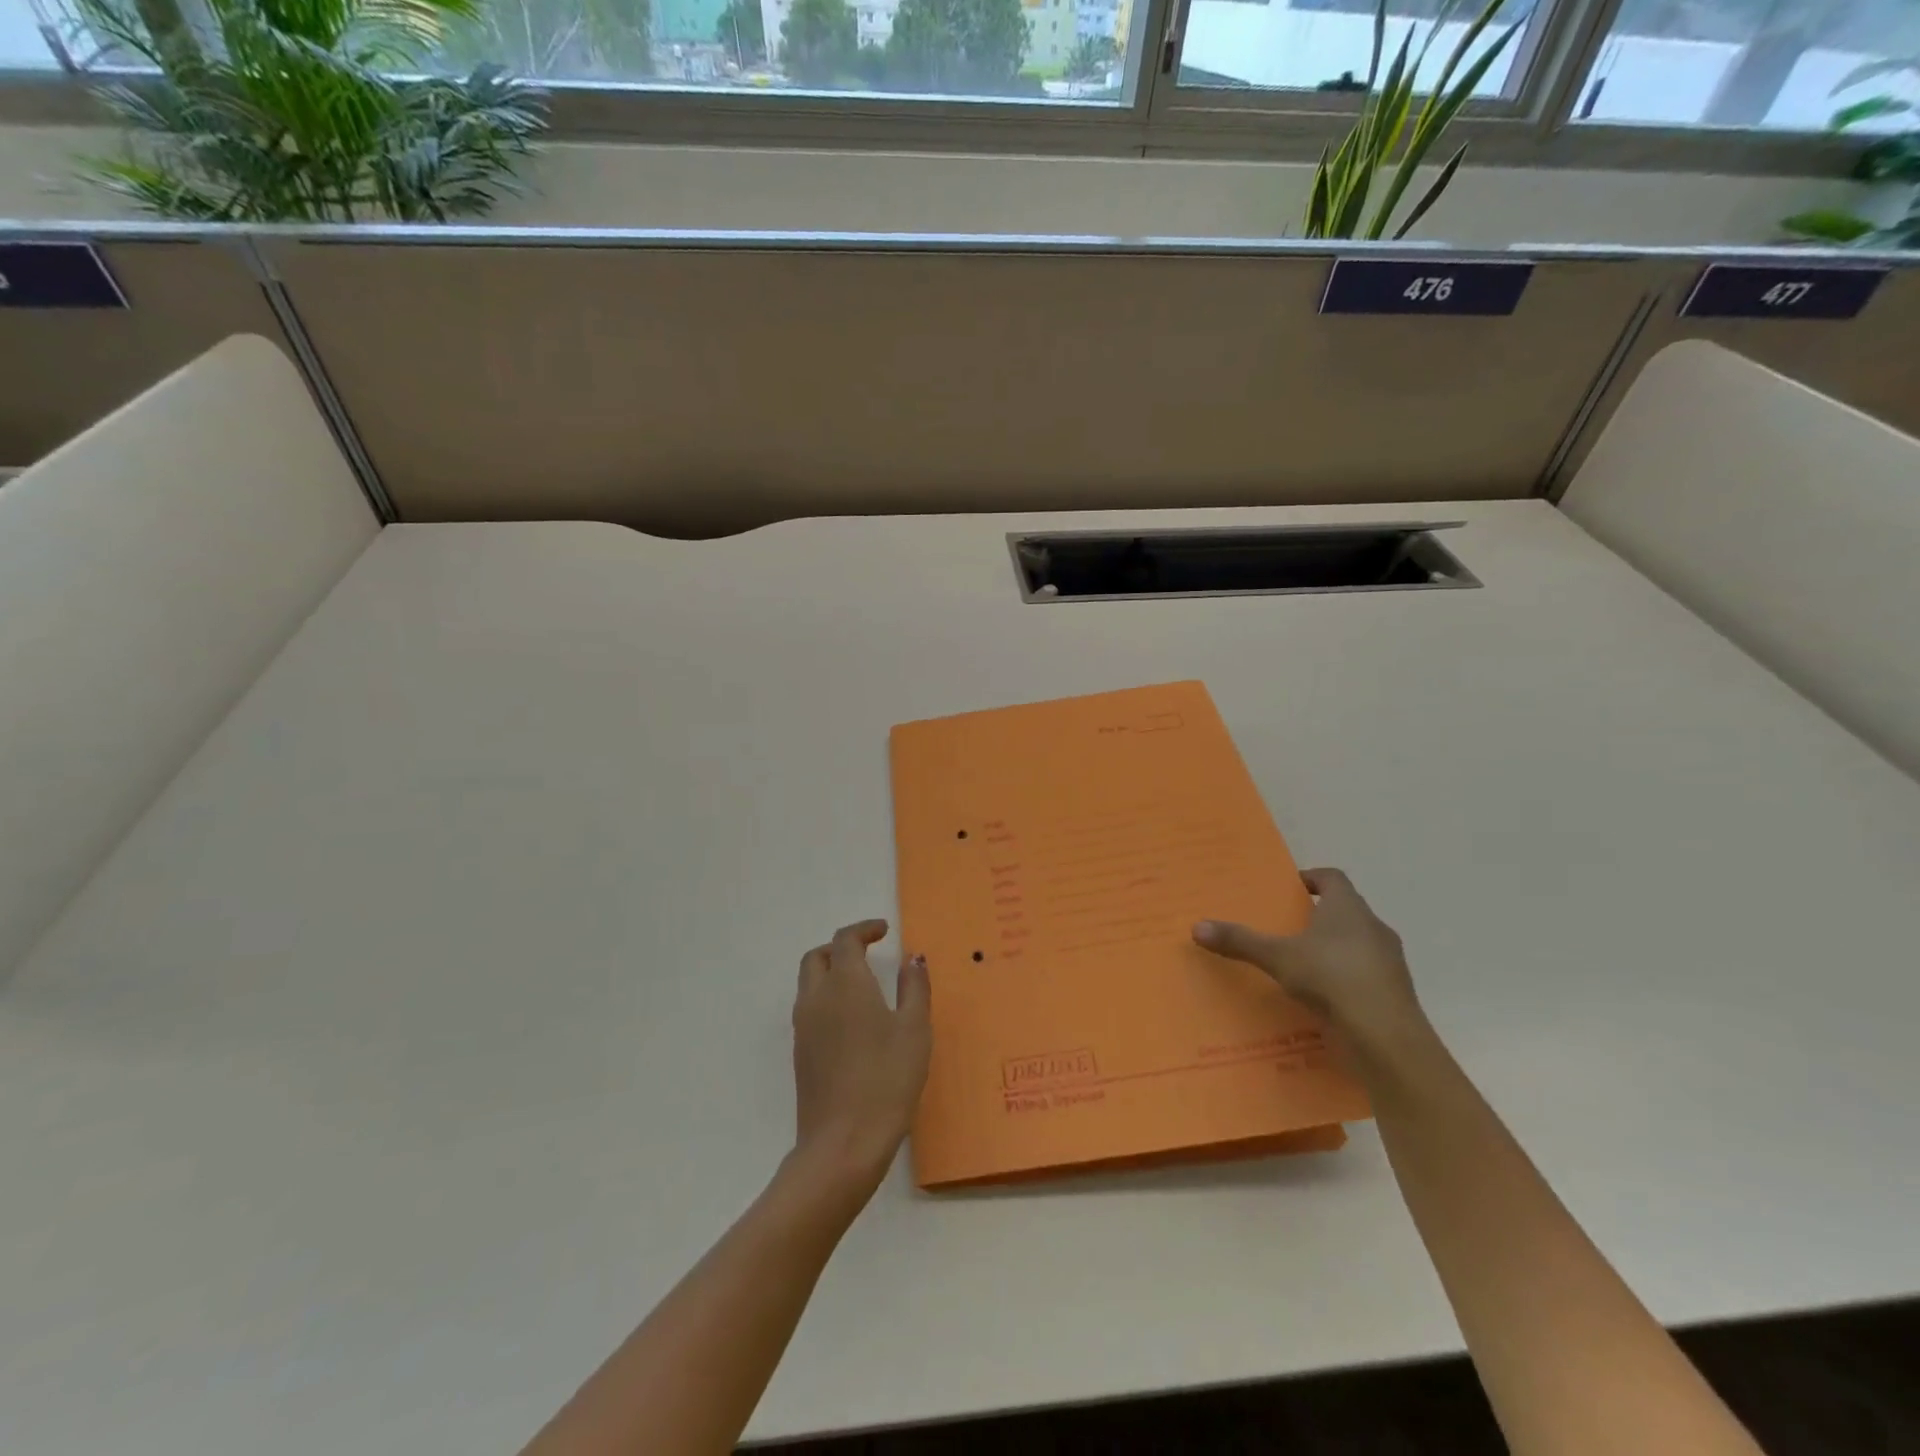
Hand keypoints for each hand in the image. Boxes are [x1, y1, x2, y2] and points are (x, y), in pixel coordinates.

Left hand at [790, 920, 931, 1193]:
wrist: (842, 1144)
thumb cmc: (887, 1080)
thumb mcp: (914, 1029)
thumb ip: (914, 987)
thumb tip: (913, 957)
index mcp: (845, 983)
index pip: (845, 940)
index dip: (864, 929)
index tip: (884, 931)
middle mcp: (817, 997)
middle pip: (817, 956)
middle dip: (841, 947)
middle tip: (868, 953)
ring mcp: (804, 1027)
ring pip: (809, 982)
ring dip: (831, 971)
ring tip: (863, 985)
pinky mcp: (801, 1054)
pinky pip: (810, 1008)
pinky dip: (827, 998)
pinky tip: (853, 1021)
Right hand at [1194, 868, 1422, 1048]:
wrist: (1385, 1036)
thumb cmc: (1331, 978)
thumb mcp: (1277, 957)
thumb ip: (1240, 941)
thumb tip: (1197, 927)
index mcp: (1348, 908)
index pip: (1333, 878)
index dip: (1312, 878)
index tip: (1291, 889)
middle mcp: (1374, 927)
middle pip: (1346, 910)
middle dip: (1319, 916)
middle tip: (1287, 927)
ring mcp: (1389, 962)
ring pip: (1358, 944)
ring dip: (1334, 949)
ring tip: (1302, 965)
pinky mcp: (1394, 993)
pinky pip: (1365, 976)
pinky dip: (1345, 979)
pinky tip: (1323, 997)